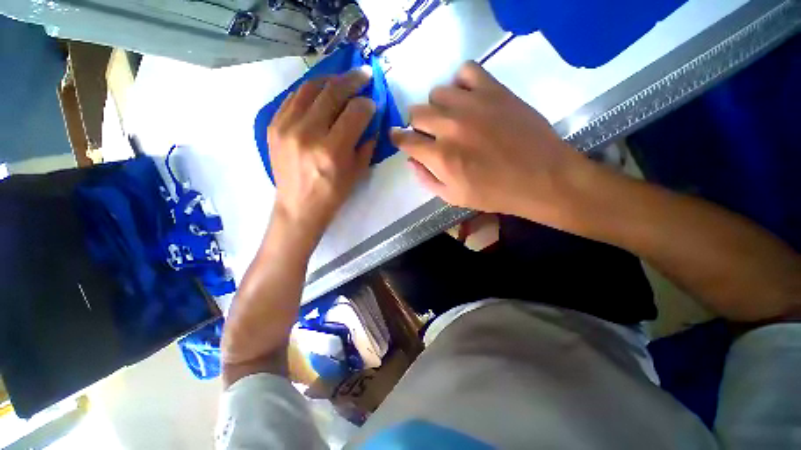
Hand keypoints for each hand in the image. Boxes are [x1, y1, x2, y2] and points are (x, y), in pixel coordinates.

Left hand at [268, 67, 376, 237]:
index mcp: (332, 151)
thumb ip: (367, 143)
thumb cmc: (333, 194)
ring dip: (330, 80)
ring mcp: (286, 127)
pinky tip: (321, 91)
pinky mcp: (273, 126)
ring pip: (310, 88)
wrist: (299, 207)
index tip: (373, 103)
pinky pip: (293, 97)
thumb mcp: (357, 173)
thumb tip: (372, 120)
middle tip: (363, 75)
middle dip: (352, 81)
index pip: (354, 112)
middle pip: (332, 93)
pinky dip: (310, 90)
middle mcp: (307, 134)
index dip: (367, 104)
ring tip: (343, 79)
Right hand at [391, 62, 590, 227]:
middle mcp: (450, 127)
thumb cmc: (494, 193)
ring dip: (438, 107)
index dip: (397, 138)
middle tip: (430, 134)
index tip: (398, 138)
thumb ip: (426, 179)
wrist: (541, 178)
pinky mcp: (494, 90)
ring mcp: (472, 104)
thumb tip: (411, 160)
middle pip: (416, 113)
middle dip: (417, 125)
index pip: (404, 139)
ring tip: (452, 118)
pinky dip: (461, 82)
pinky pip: (466, 71)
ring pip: (437, 92)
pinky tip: (468, 98)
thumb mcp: (453, 198)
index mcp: (440, 157)